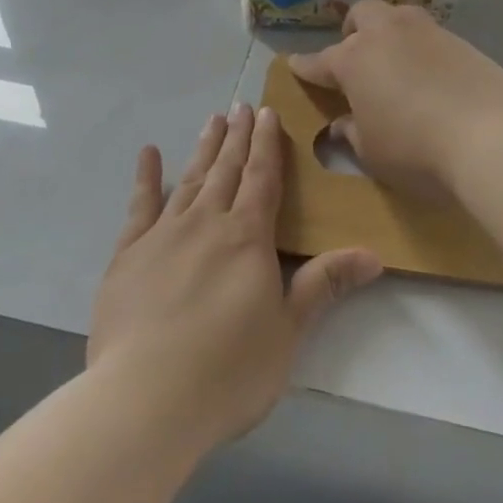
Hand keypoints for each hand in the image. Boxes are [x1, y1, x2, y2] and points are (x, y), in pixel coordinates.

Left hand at [88, 104, 381, 452]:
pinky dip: (146, 177)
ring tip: (213, 120)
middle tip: (242, 106)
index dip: (267, 144)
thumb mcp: (288, 331)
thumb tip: (374, 255)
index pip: (262, 178)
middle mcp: (206, 222)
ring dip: (204, 148)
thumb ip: (324, 285)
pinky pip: (139, 205)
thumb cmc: (229, 370)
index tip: (268, 112)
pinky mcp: (127, 254)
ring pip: (189, 179)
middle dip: (238, 137)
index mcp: (247, 237)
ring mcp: (163, 234)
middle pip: (226, 169)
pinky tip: (148, 153)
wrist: (147, 397)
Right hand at [289, 0, 502, 197]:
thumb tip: (344, 123)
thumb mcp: (373, 153)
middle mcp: (386, 34)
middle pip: (361, 15)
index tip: (294, 64)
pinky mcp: (461, 40)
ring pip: (398, 16)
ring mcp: (426, 32)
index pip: (320, 61)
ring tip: (395, 61)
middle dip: (352, 31)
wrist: (493, 134)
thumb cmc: (417, 149)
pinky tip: (429, 73)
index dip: (306, 66)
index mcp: (354, 59)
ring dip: (389, 32)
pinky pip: (429, 35)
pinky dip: (421, 48)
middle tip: (355, 56)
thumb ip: (353, 134)